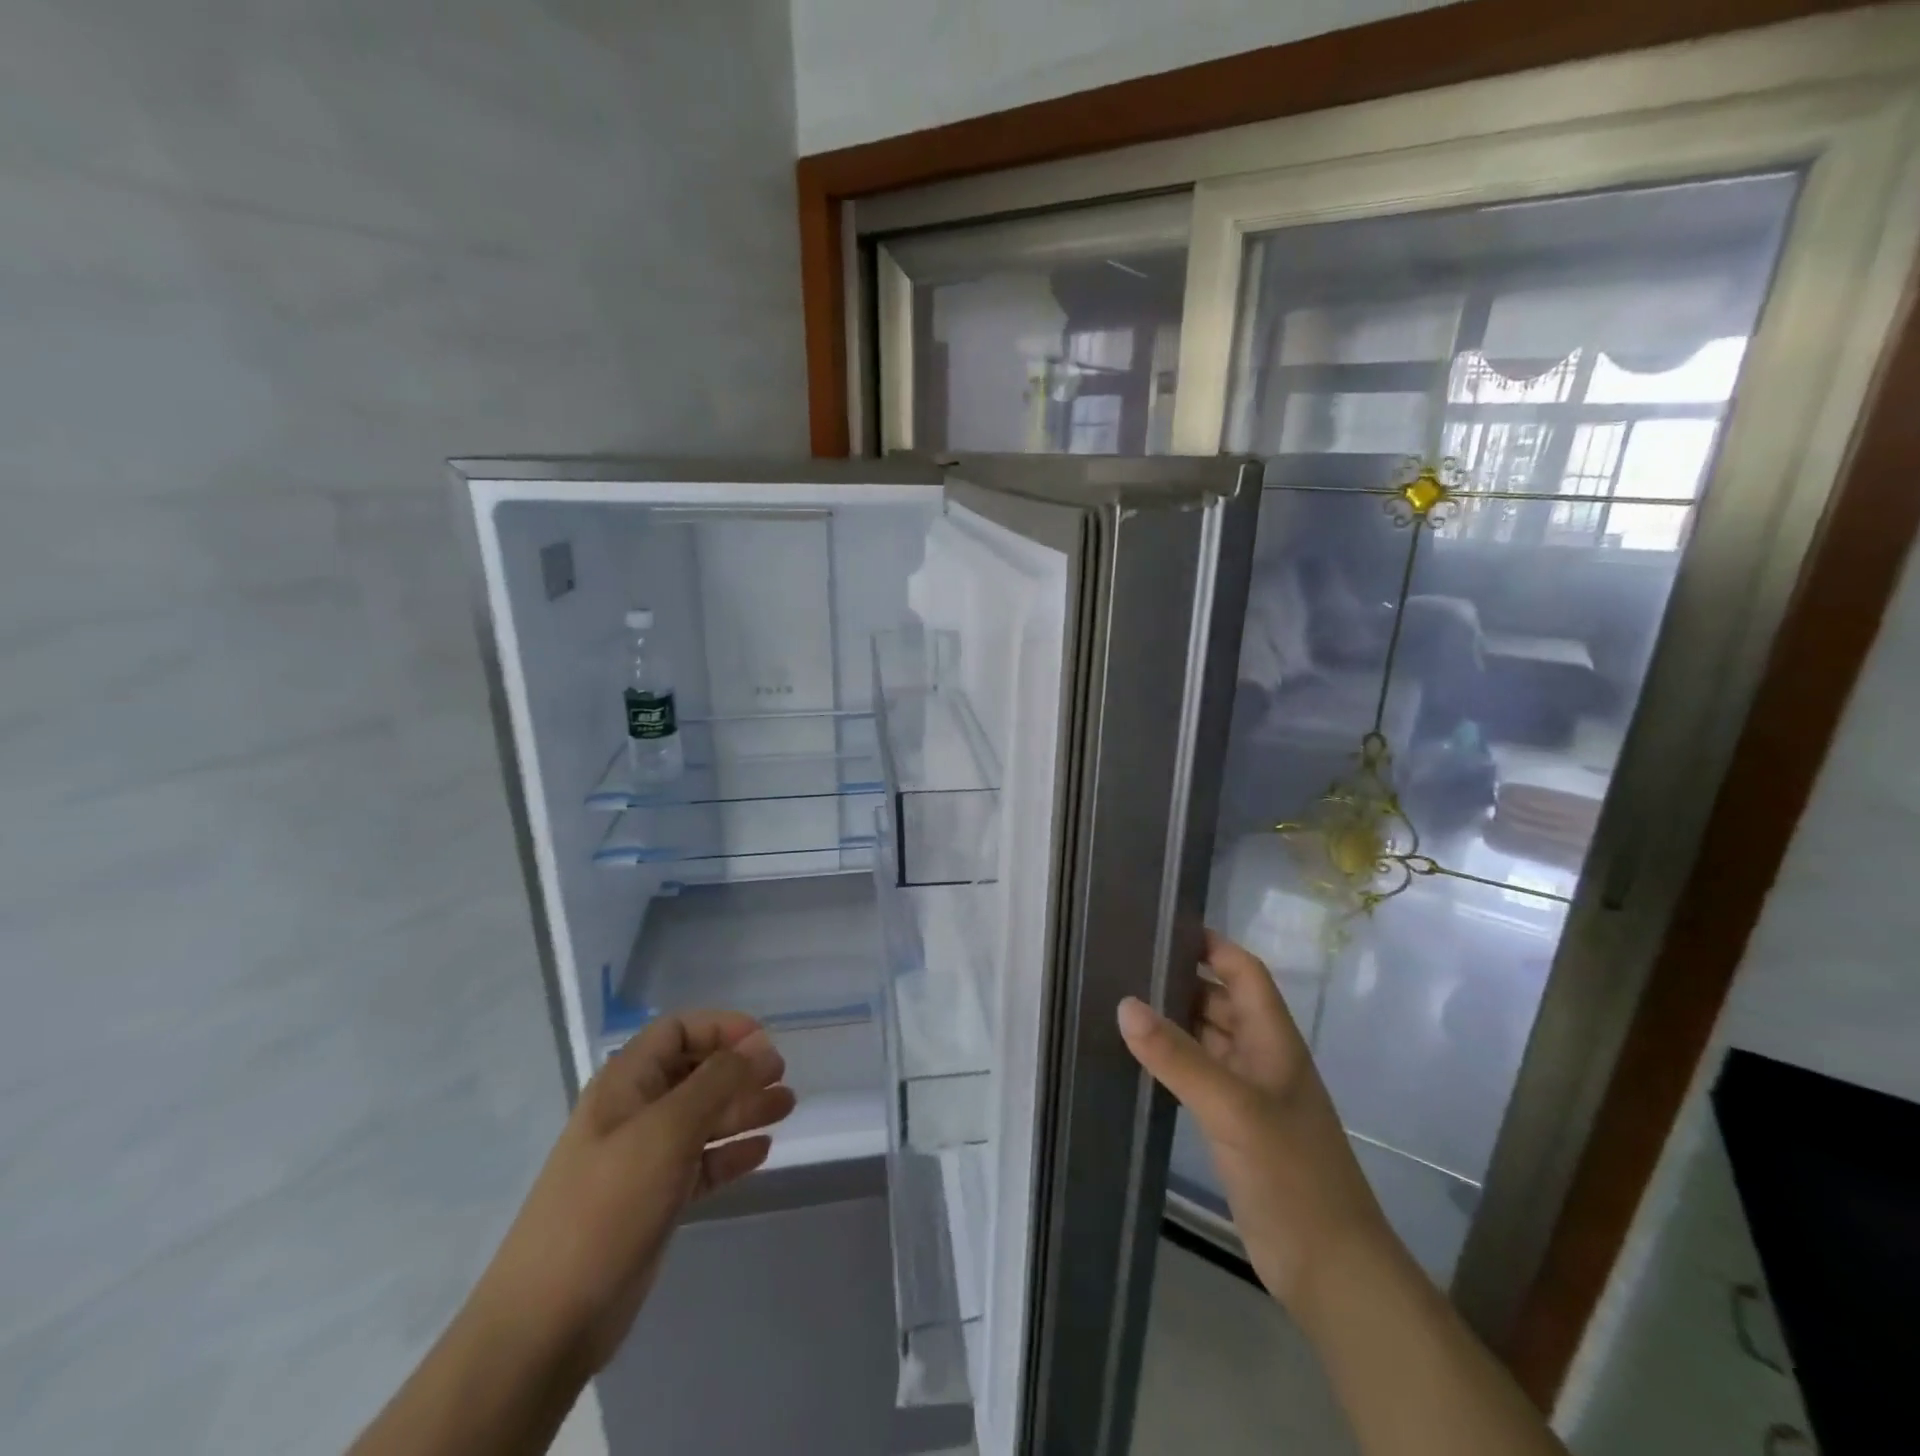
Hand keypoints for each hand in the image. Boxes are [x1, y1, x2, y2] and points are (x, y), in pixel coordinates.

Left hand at [469, 1010, 794, 1372]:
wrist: (548, 1321)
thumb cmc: (607, 1205)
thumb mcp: (666, 1131)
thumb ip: (717, 1081)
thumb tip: (760, 1044)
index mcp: (625, 1083)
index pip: (677, 1030)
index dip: (721, 1027)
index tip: (764, 1041)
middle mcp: (634, 1112)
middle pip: (694, 1072)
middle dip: (739, 1069)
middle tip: (782, 1077)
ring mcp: (643, 1158)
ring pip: (702, 1118)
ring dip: (744, 1108)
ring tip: (786, 1106)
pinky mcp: (654, 1200)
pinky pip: (701, 1162)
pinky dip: (731, 1152)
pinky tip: (762, 1150)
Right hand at [1118, 931, 1391, 1314]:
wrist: (1330, 1269)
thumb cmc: (1292, 1175)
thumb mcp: (1233, 1109)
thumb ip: (1178, 1056)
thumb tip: (1125, 1003)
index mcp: (1273, 1040)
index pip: (1244, 971)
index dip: (1210, 945)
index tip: (1161, 927)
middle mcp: (1262, 1057)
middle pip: (1221, 1000)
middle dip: (1180, 980)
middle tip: (1124, 963)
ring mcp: (1248, 1093)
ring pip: (1207, 1038)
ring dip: (1173, 1021)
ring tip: (1120, 1001)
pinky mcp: (1234, 1126)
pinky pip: (1198, 1075)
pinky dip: (1172, 1060)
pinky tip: (1138, 1058)